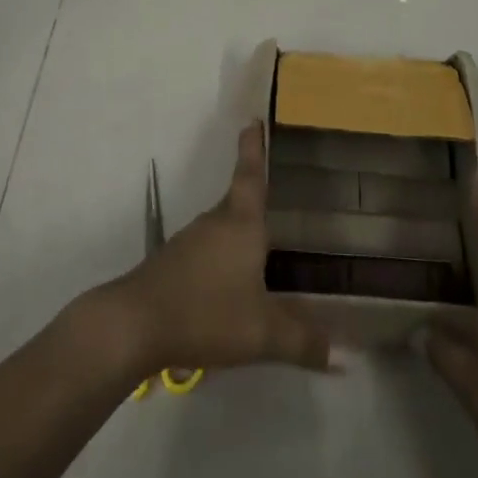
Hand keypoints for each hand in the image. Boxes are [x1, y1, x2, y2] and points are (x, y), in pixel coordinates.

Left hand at [90, 123, 331, 378]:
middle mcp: (215, 223)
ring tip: (260, 250)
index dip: (254, 148)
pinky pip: (207, 252)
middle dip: (255, 198)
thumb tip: (342, 356)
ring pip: (222, 229)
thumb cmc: (205, 312)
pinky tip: (230, 286)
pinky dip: (223, 259)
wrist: (135, 324)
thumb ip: (301, 340)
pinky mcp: (174, 264)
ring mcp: (190, 242)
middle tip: (277, 197)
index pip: (251, 175)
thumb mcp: (261, 333)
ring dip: (239, 234)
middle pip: (238, 201)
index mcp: (241, 223)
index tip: (252, 120)